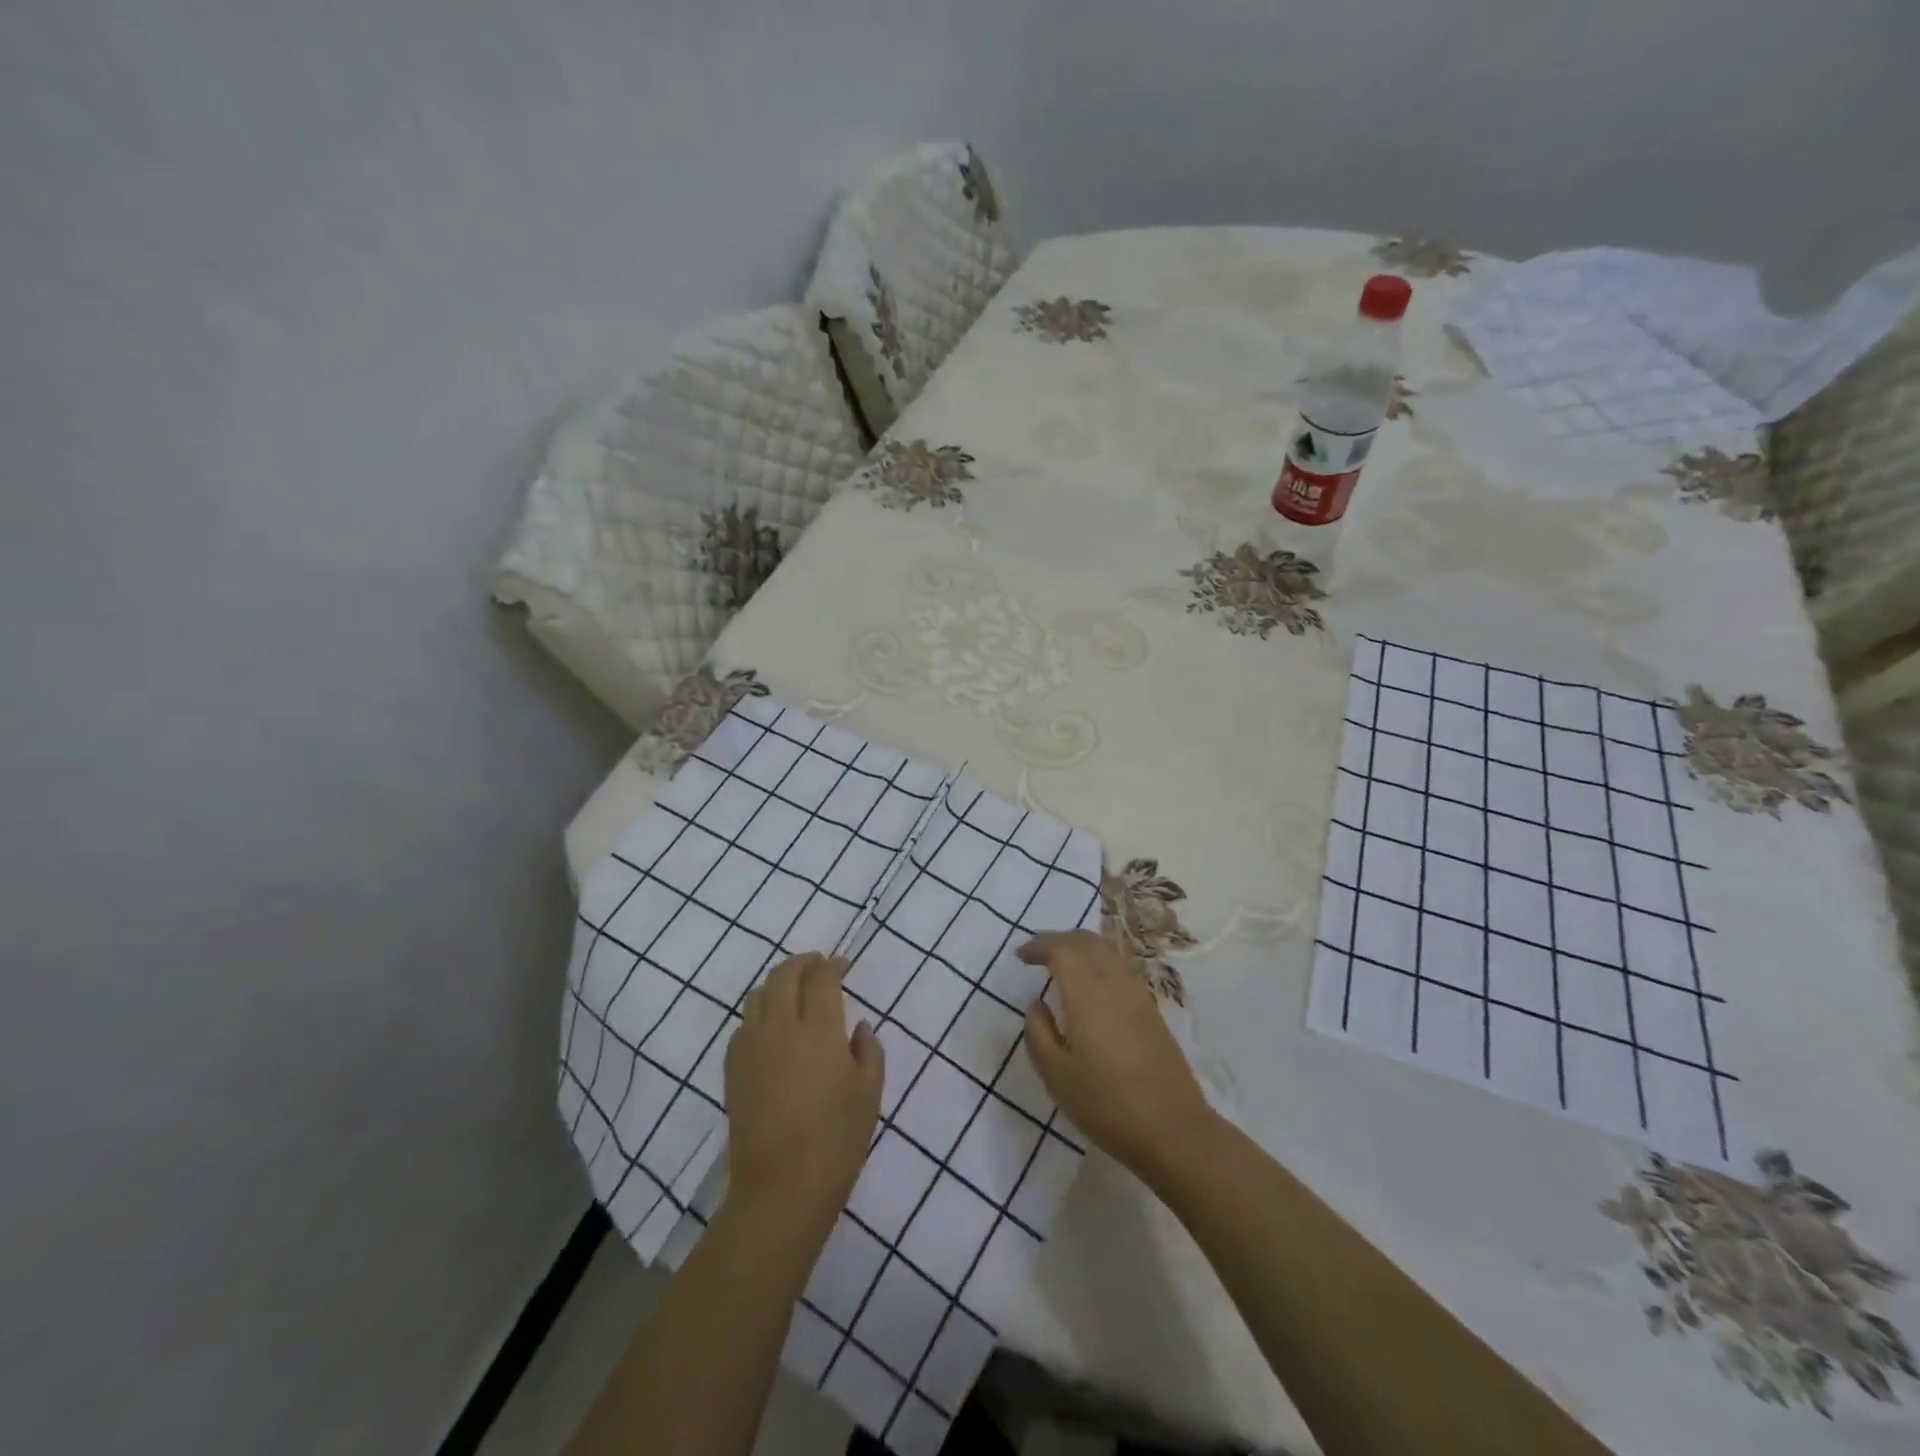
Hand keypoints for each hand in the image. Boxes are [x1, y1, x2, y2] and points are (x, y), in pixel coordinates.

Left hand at [724, 953, 883, 1228]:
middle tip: (818, 965)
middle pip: (784, 975)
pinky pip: (744, 1024)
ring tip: (794, 990)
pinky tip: (773, 1028)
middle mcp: (780, 1027)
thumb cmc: (836, 1139)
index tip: (844, 965)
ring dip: (778, 983)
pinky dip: (760, 1012)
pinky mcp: (733, 1068)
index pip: (821, 978)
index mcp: (818, 1028)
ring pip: (759, 995)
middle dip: (803, 963)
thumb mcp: (869, 1092)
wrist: (780, 1188)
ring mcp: (751, 1046)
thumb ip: (868, 1050)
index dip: (833, 965)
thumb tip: (859, 1027)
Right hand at [1019, 930, 1216, 1182]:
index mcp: (1087, 993)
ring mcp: (1138, 995)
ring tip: (1062, 965)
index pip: (1062, 949)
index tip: (1021, 956)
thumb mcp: (1057, 1075)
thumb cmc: (1106, 1103)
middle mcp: (1114, 983)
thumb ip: (1039, 1033)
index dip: (1039, 945)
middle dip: (1060, 939)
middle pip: (1087, 941)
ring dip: (1081, 948)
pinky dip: (1099, 963)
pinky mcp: (1152, 1010)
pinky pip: (1120, 968)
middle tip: (1038, 953)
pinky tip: (1091, 987)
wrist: (1173, 1129)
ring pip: (1107, 952)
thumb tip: (1036, 1004)